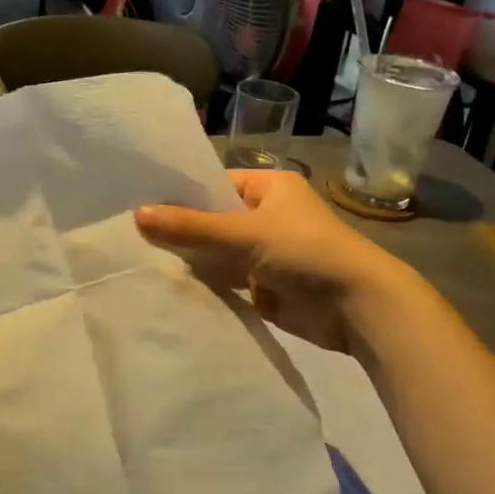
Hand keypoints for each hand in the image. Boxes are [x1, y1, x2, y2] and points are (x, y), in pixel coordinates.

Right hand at [135, 169, 428, 349]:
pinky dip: (207, 284)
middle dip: (182, 230)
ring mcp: (267, 252)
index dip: (181, 195)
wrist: (361, 309)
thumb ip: (191, 227)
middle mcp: (267, 215)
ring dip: (193, 259)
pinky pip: (228, 280)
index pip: (214, 184)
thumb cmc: (306, 252)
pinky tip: (170, 286)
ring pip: (219, 251)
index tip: (141, 204)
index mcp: (269, 186)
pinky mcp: (266, 285)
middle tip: (133, 235)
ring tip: (141, 260)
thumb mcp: (245, 234)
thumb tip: (137, 214)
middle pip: (214, 219)